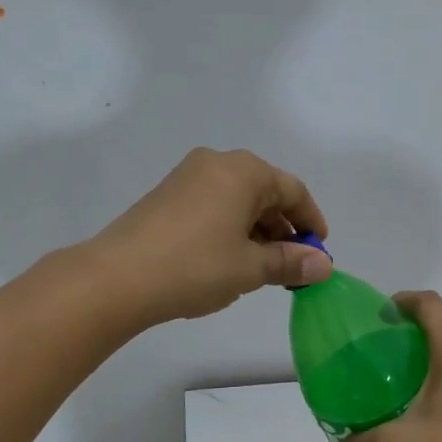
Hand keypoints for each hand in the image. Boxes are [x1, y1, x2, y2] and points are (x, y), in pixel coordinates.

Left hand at [86, 148, 333, 323]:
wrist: (117, 277)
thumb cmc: (195, 266)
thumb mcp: (250, 268)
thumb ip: (290, 262)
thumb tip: (323, 265)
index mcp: (244, 171)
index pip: (293, 190)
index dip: (311, 221)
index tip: (319, 252)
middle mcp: (217, 163)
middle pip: (264, 192)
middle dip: (282, 229)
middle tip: (291, 265)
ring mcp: (187, 176)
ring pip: (237, 200)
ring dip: (256, 231)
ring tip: (260, 269)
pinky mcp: (166, 195)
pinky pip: (213, 205)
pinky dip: (229, 228)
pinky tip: (227, 260)